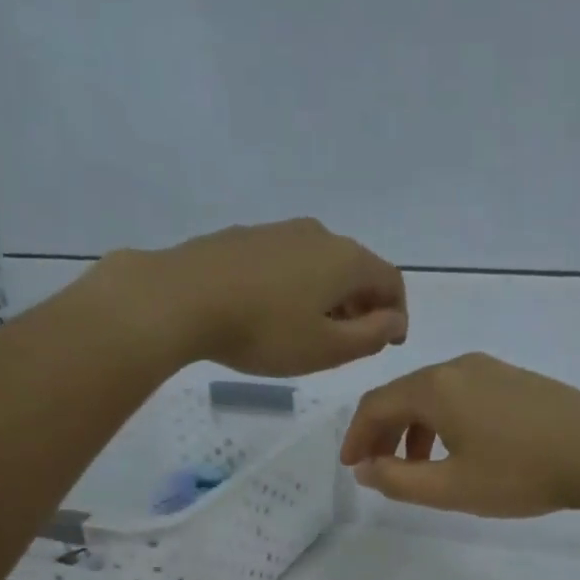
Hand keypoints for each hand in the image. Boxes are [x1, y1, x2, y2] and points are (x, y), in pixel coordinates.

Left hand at [97, 218, 406, 377]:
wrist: (182, 298)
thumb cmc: (264, 331)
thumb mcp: (326, 348)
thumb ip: (370, 336)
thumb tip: (395, 321)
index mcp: (346, 260)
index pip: (391, 281)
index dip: (397, 313)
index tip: (389, 342)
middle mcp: (319, 235)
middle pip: (356, 269)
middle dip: (363, 305)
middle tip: (353, 342)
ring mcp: (279, 231)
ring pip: (321, 264)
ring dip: (329, 296)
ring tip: (312, 331)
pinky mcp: (245, 238)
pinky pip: (288, 262)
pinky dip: (298, 287)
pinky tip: (275, 312)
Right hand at [340, 353, 579, 516]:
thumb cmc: (519, 473)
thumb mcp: (450, 488)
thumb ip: (398, 480)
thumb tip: (365, 468)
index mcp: (436, 388)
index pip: (376, 404)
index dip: (356, 436)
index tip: (351, 466)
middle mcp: (458, 367)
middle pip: (403, 396)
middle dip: (383, 432)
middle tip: (378, 468)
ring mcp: (491, 369)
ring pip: (434, 395)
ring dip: (414, 429)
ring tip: (419, 468)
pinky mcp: (515, 379)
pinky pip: (462, 395)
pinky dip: (443, 421)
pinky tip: (459, 450)